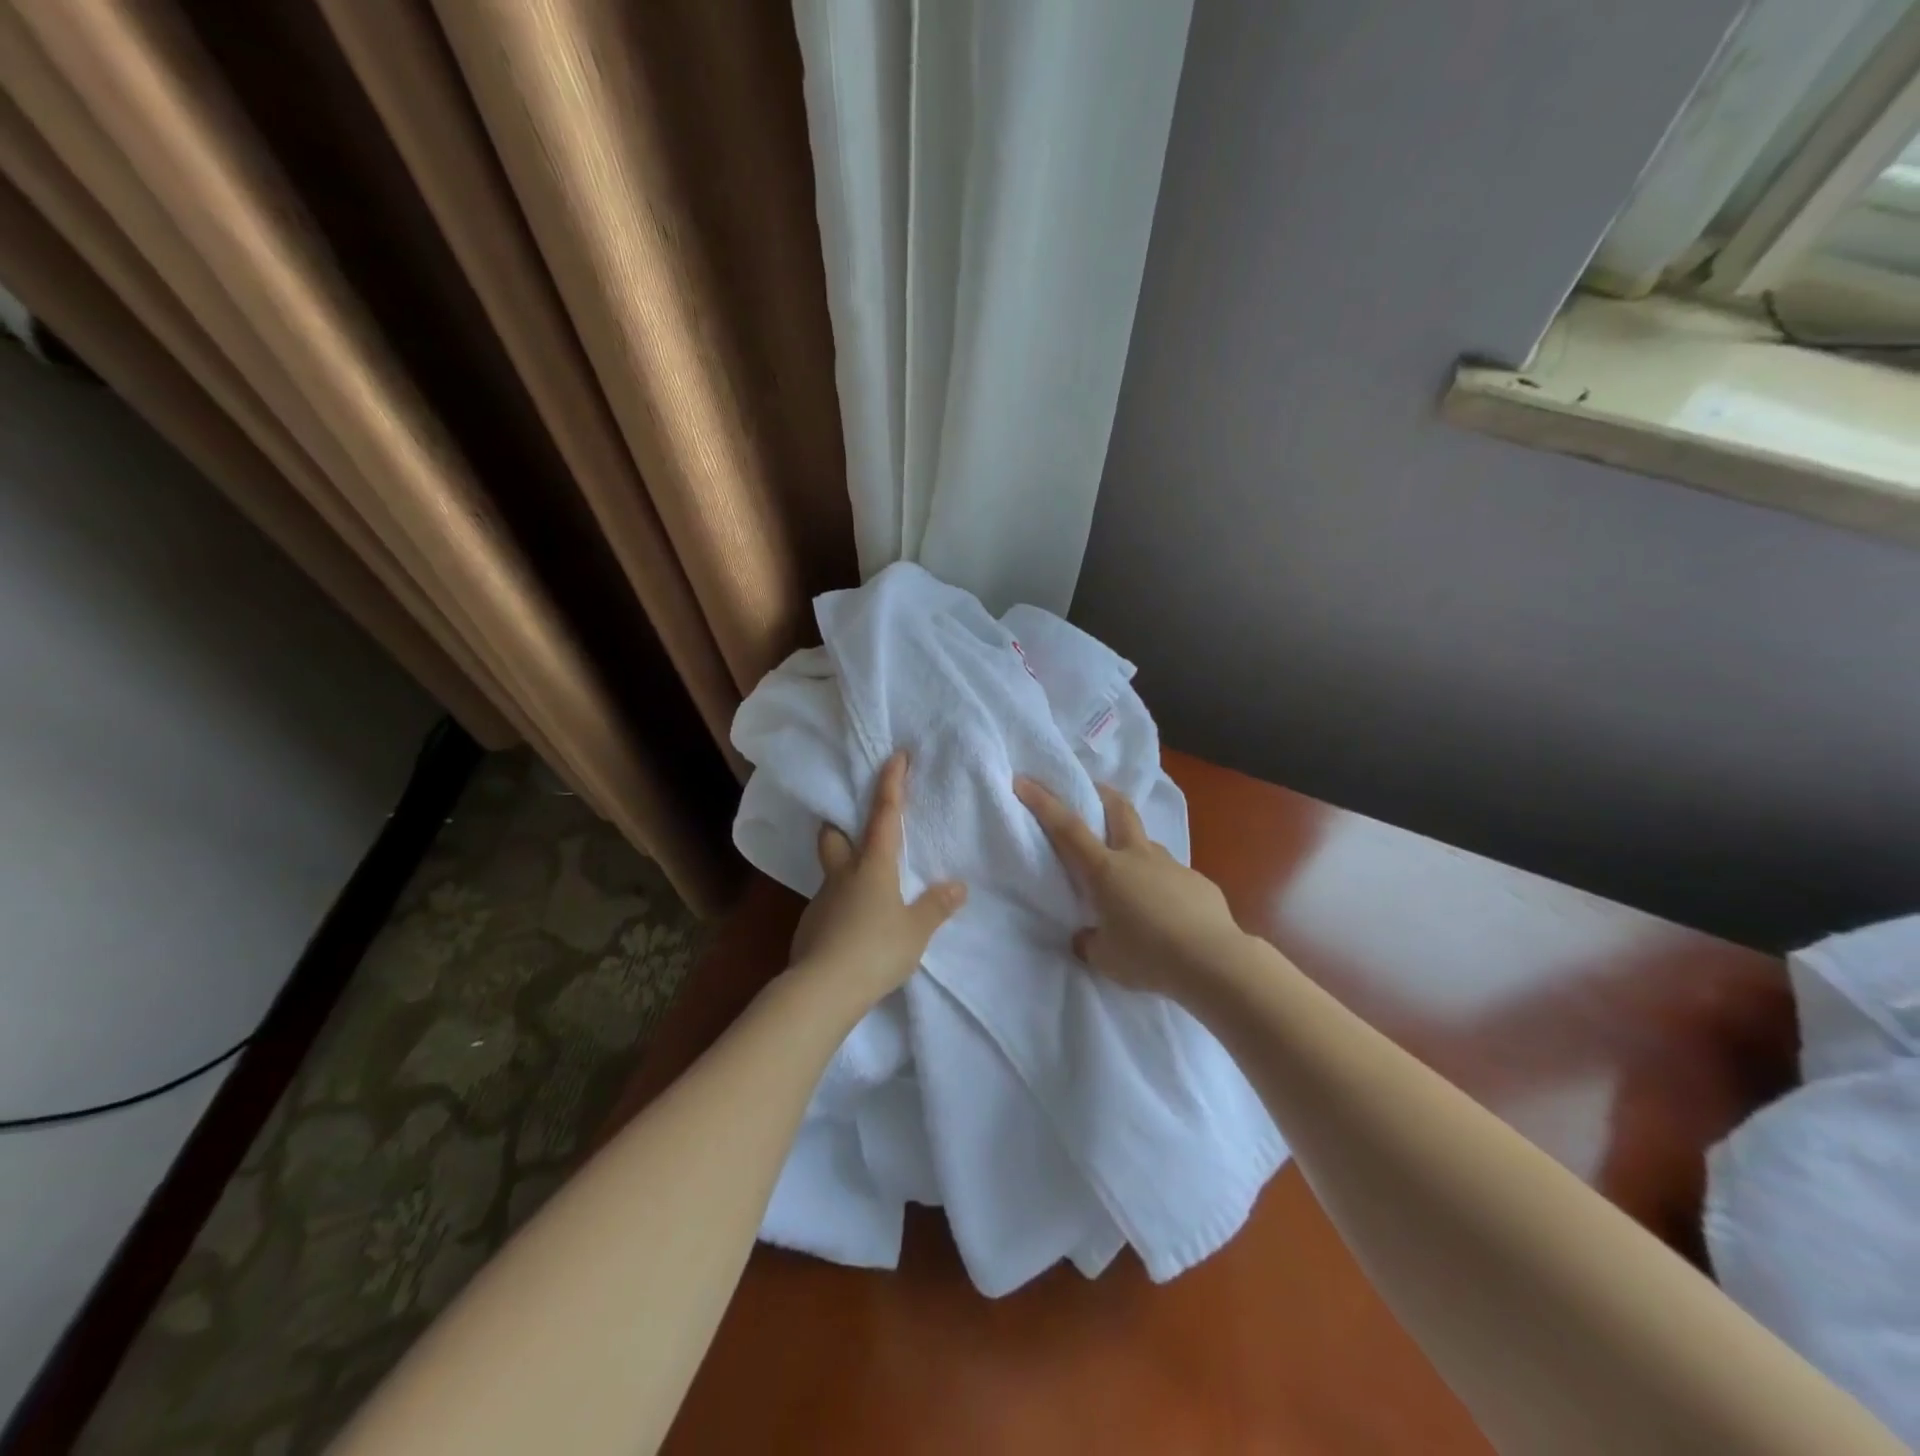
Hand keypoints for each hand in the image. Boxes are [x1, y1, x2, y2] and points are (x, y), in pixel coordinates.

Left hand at [789, 751, 966, 1013]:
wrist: (822, 990)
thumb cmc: (875, 950)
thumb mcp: (916, 930)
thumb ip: (936, 907)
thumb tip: (958, 886)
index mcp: (873, 866)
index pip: (883, 815)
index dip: (891, 783)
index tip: (895, 756)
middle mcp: (843, 875)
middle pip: (833, 836)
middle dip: (840, 824)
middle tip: (854, 825)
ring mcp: (821, 900)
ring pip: (830, 872)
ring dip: (844, 870)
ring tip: (866, 889)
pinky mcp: (810, 927)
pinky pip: (828, 905)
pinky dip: (841, 906)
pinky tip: (854, 928)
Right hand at [1014, 776, 1249, 1002]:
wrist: (1214, 961)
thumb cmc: (1148, 956)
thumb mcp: (1105, 957)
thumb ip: (1091, 940)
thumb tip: (1088, 935)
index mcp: (1105, 870)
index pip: (1067, 828)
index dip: (1043, 802)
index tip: (1024, 780)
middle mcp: (1138, 857)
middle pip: (1119, 810)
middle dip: (1103, 795)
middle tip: (1094, 791)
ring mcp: (1172, 866)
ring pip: (1149, 845)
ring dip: (1136, 848)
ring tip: (1132, 877)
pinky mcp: (1198, 882)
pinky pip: (1173, 877)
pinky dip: (1163, 886)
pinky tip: (1169, 912)